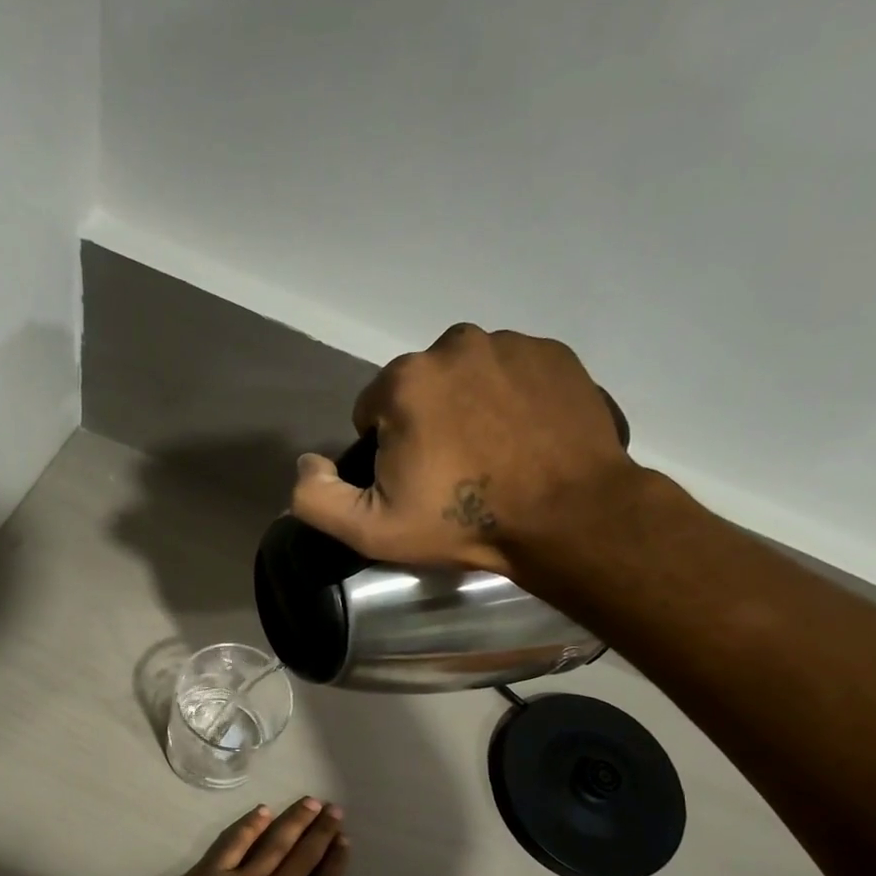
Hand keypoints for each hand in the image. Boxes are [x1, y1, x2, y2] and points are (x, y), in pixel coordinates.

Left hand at [133, 797, 355, 875]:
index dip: (335, 862)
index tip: (345, 839)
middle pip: (302, 858)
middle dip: (321, 832)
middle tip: (334, 809)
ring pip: (273, 844)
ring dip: (293, 822)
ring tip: (310, 802)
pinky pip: (232, 844)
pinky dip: (249, 826)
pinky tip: (262, 810)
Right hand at [290, 324, 640, 578]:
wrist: (569, 518)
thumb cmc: (465, 522)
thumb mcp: (372, 530)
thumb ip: (316, 498)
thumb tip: (305, 463)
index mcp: (405, 380)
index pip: (373, 410)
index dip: (386, 451)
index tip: (414, 483)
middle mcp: (455, 344)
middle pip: (421, 389)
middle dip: (427, 424)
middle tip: (455, 474)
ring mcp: (512, 345)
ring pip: (468, 377)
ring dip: (470, 408)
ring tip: (494, 458)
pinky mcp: (555, 355)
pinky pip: (514, 374)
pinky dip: (512, 400)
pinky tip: (525, 440)